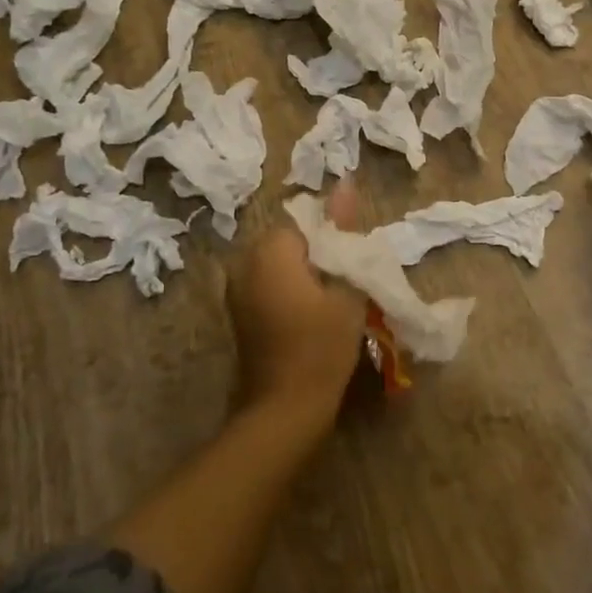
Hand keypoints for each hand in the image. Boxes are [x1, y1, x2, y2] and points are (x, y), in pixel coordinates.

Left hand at [226, 180, 368, 429]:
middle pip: (292, 242)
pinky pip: (270, 285)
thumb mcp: (345, 286)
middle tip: (349, 282)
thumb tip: (345, 183)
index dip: (335, 239)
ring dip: (308, 273)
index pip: (307, 222)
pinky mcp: (240, 314)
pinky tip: (313, 315)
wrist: (285, 410)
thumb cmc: (322, 346)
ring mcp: (237, 290)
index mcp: (269, 251)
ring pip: (282, 265)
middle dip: (320, 254)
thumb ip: (343, 231)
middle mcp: (244, 263)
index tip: (354, 263)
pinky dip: (293, 291)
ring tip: (335, 298)